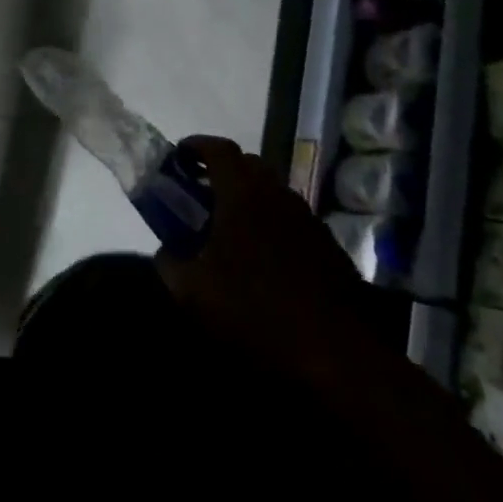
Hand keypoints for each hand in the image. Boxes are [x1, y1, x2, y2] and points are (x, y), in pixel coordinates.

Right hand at [156, 136, 366, 379]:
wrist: (336, 355)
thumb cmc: (254, 312)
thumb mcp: (192, 292)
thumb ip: (169, 262)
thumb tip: (166, 250)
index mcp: (244, 196)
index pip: (219, 149)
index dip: (195, 146)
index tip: (178, 157)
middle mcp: (279, 197)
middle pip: (249, 164)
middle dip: (220, 170)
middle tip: (198, 192)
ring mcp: (309, 221)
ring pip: (272, 192)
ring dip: (247, 197)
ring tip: (226, 226)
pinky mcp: (329, 247)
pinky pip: (291, 219)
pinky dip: (269, 222)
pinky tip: (259, 257)